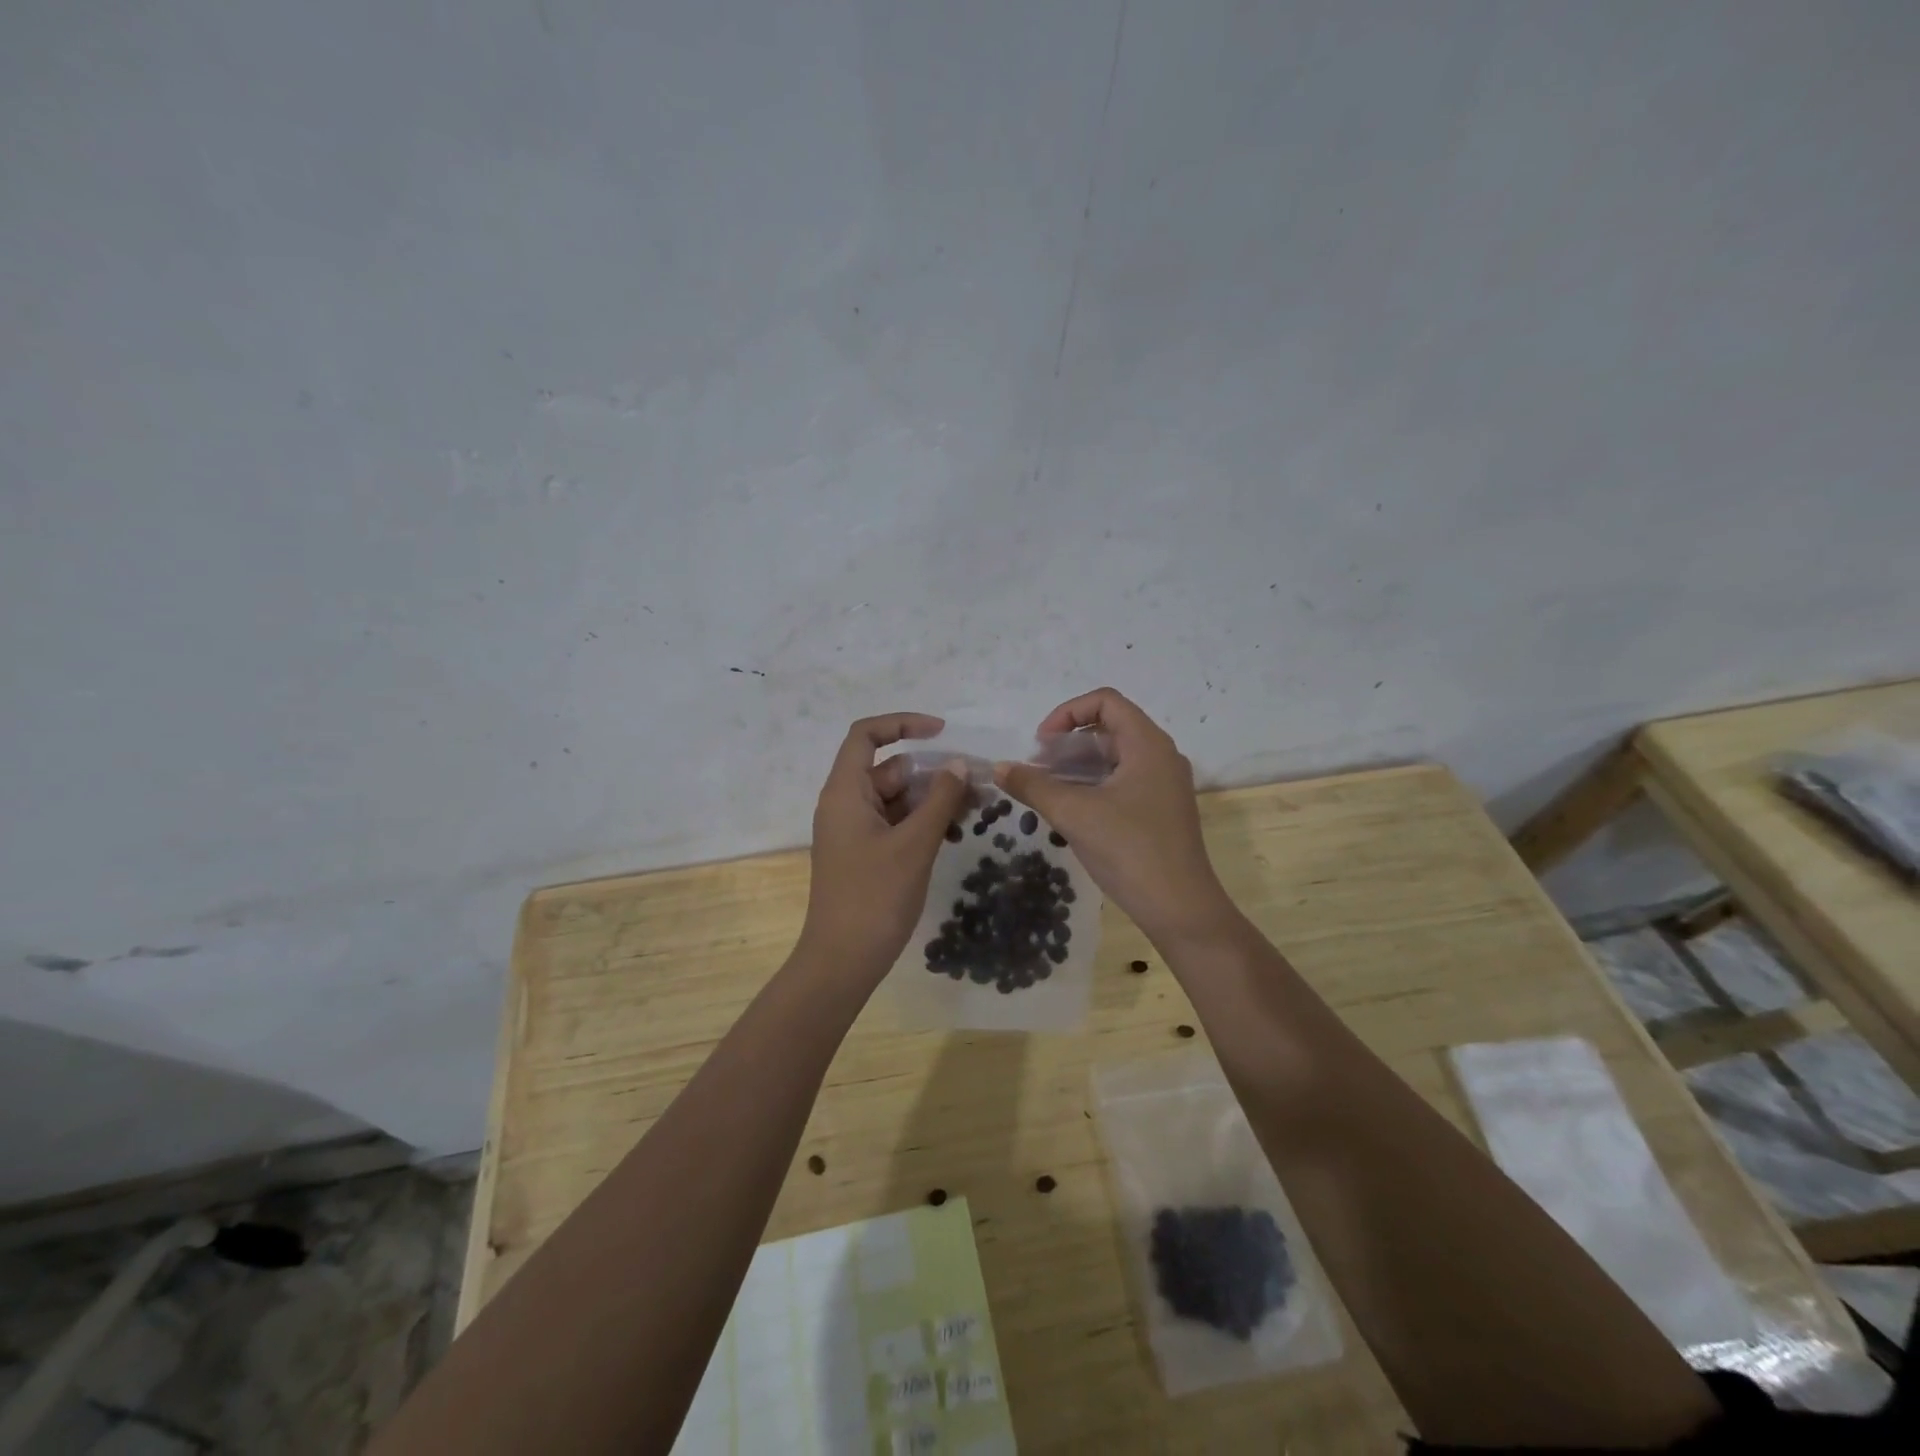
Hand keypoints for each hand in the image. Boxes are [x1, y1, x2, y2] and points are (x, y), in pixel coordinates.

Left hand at [799, 713, 967, 980]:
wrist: (842, 961)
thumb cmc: (875, 897)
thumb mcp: (914, 844)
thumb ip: (939, 799)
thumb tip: (959, 764)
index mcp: (845, 792)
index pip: (866, 735)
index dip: (902, 724)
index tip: (941, 732)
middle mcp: (845, 804)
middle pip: (888, 769)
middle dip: (931, 771)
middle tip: (975, 783)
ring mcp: (854, 831)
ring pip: (895, 798)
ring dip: (931, 798)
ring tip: (973, 808)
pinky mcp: (864, 854)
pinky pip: (895, 823)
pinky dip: (921, 822)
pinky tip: (953, 831)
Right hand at [994, 688, 1234, 947]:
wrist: (1180, 908)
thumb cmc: (1129, 850)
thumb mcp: (1074, 814)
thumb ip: (1033, 786)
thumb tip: (999, 768)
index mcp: (1148, 744)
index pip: (1106, 701)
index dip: (1067, 713)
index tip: (1041, 744)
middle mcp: (1161, 756)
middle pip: (1110, 728)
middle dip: (1068, 742)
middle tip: (1038, 768)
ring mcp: (1164, 784)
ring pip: (1115, 758)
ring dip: (1078, 765)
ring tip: (1047, 789)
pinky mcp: (1161, 810)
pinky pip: (1123, 781)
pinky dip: (1094, 785)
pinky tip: (1070, 810)